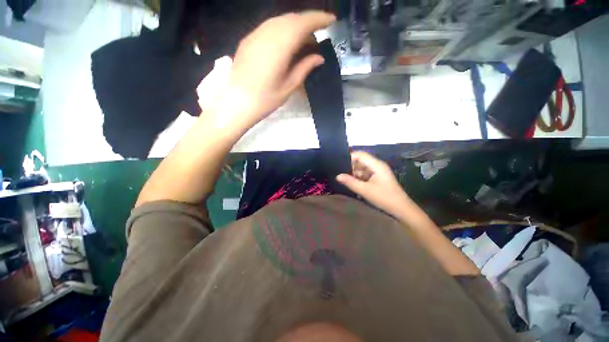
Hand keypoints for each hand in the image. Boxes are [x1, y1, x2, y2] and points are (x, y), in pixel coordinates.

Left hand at [222, 11, 335, 128]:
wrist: (237, 102)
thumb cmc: (266, 99)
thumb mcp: (289, 86)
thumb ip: (304, 68)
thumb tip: (319, 58)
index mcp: (280, 45)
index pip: (303, 23)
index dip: (319, 19)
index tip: (332, 21)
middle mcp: (267, 33)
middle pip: (292, 19)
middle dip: (308, 23)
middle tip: (317, 39)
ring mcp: (255, 34)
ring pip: (280, 21)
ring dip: (295, 26)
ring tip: (303, 42)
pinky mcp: (249, 39)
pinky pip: (270, 27)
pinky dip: (283, 30)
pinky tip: (286, 44)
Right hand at [337, 151, 411, 218]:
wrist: (401, 209)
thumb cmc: (384, 198)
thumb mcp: (365, 190)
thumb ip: (350, 182)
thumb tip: (337, 176)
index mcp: (376, 165)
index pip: (360, 154)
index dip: (349, 157)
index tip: (339, 164)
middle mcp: (377, 165)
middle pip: (360, 160)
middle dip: (350, 166)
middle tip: (340, 173)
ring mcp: (378, 172)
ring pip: (362, 168)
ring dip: (354, 173)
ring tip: (344, 179)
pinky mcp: (377, 178)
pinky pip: (365, 174)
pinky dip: (358, 177)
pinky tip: (352, 183)